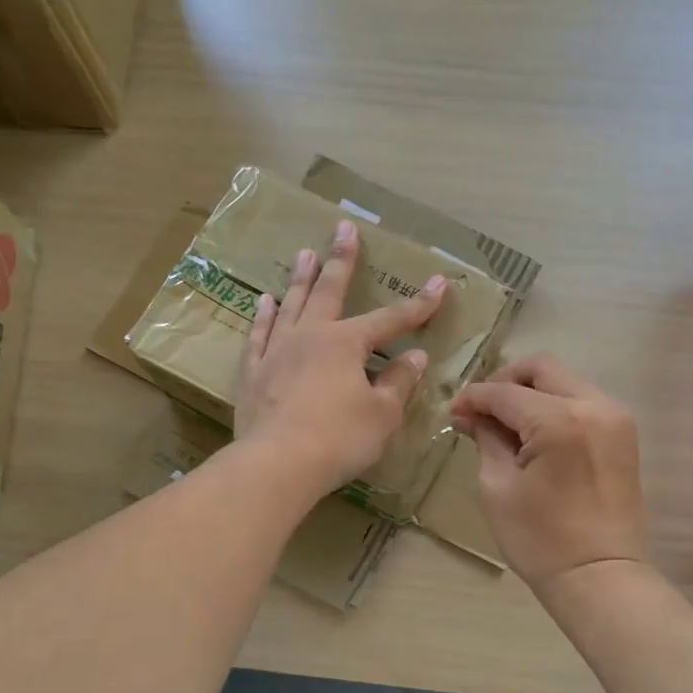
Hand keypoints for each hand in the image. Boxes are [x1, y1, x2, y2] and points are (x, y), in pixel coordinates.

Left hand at [235, 219, 446, 499]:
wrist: (277, 464)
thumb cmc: (339, 438)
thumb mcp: (382, 415)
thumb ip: (398, 383)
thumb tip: (414, 358)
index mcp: (345, 344)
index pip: (389, 320)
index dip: (417, 305)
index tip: (439, 285)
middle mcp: (309, 337)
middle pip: (329, 291)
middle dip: (341, 259)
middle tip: (344, 228)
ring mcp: (276, 352)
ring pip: (291, 306)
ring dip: (300, 279)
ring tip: (305, 253)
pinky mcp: (253, 374)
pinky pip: (259, 336)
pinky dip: (263, 317)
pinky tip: (265, 302)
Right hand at [448, 354, 649, 588]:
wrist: (600, 576)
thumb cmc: (540, 540)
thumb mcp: (498, 487)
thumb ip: (486, 440)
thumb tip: (470, 415)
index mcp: (559, 421)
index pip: (506, 392)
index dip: (474, 398)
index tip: (453, 412)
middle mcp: (594, 405)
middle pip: (542, 368)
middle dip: (505, 382)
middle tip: (481, 410)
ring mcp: (615, 416)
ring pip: (565, 380)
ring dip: (531, 392)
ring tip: (506, 423)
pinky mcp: (623, 432)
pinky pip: (582, 400)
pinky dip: (555, 405)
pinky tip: (534, 432)